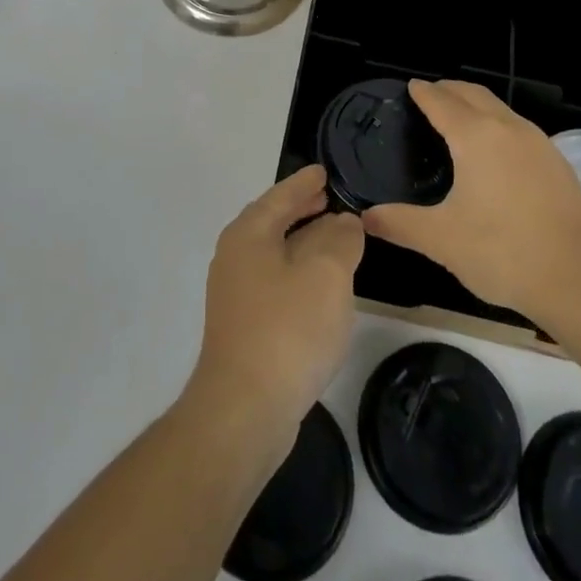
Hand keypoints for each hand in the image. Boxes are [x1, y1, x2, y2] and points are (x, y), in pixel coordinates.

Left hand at [185, 165, 363, 455]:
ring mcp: (236, 294)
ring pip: (275, 253)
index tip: (323, 171)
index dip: (304, 182)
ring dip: (303, 242)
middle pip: (272, 222)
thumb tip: (344, 223)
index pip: (280, 196)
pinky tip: (320, 287)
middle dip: (301, 210)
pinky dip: (299, 272)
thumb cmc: (287, 329)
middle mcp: (235, 257)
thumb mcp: (326, 274)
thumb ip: (340, 240)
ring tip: (334, 237)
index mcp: (249, 234)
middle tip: (329, 198)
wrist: (245, 410)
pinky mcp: (244, 327)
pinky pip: (276, 282)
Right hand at [363, 79, 580, 320]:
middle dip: (449, 89)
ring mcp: (538, 143)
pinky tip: (495, 151)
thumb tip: (366, 217)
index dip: (423, 92)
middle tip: (429, 96)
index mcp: (475, 136)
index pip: (441, 101)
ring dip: (476, 104)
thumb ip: (400, 224)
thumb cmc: (504, 252)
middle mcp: (507, 128)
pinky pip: (518, 128)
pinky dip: (497, 124)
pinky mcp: (558, 163)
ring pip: (500, 108)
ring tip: (458, 118)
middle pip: (473, 94)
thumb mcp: (442, 240)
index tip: (409, 87)